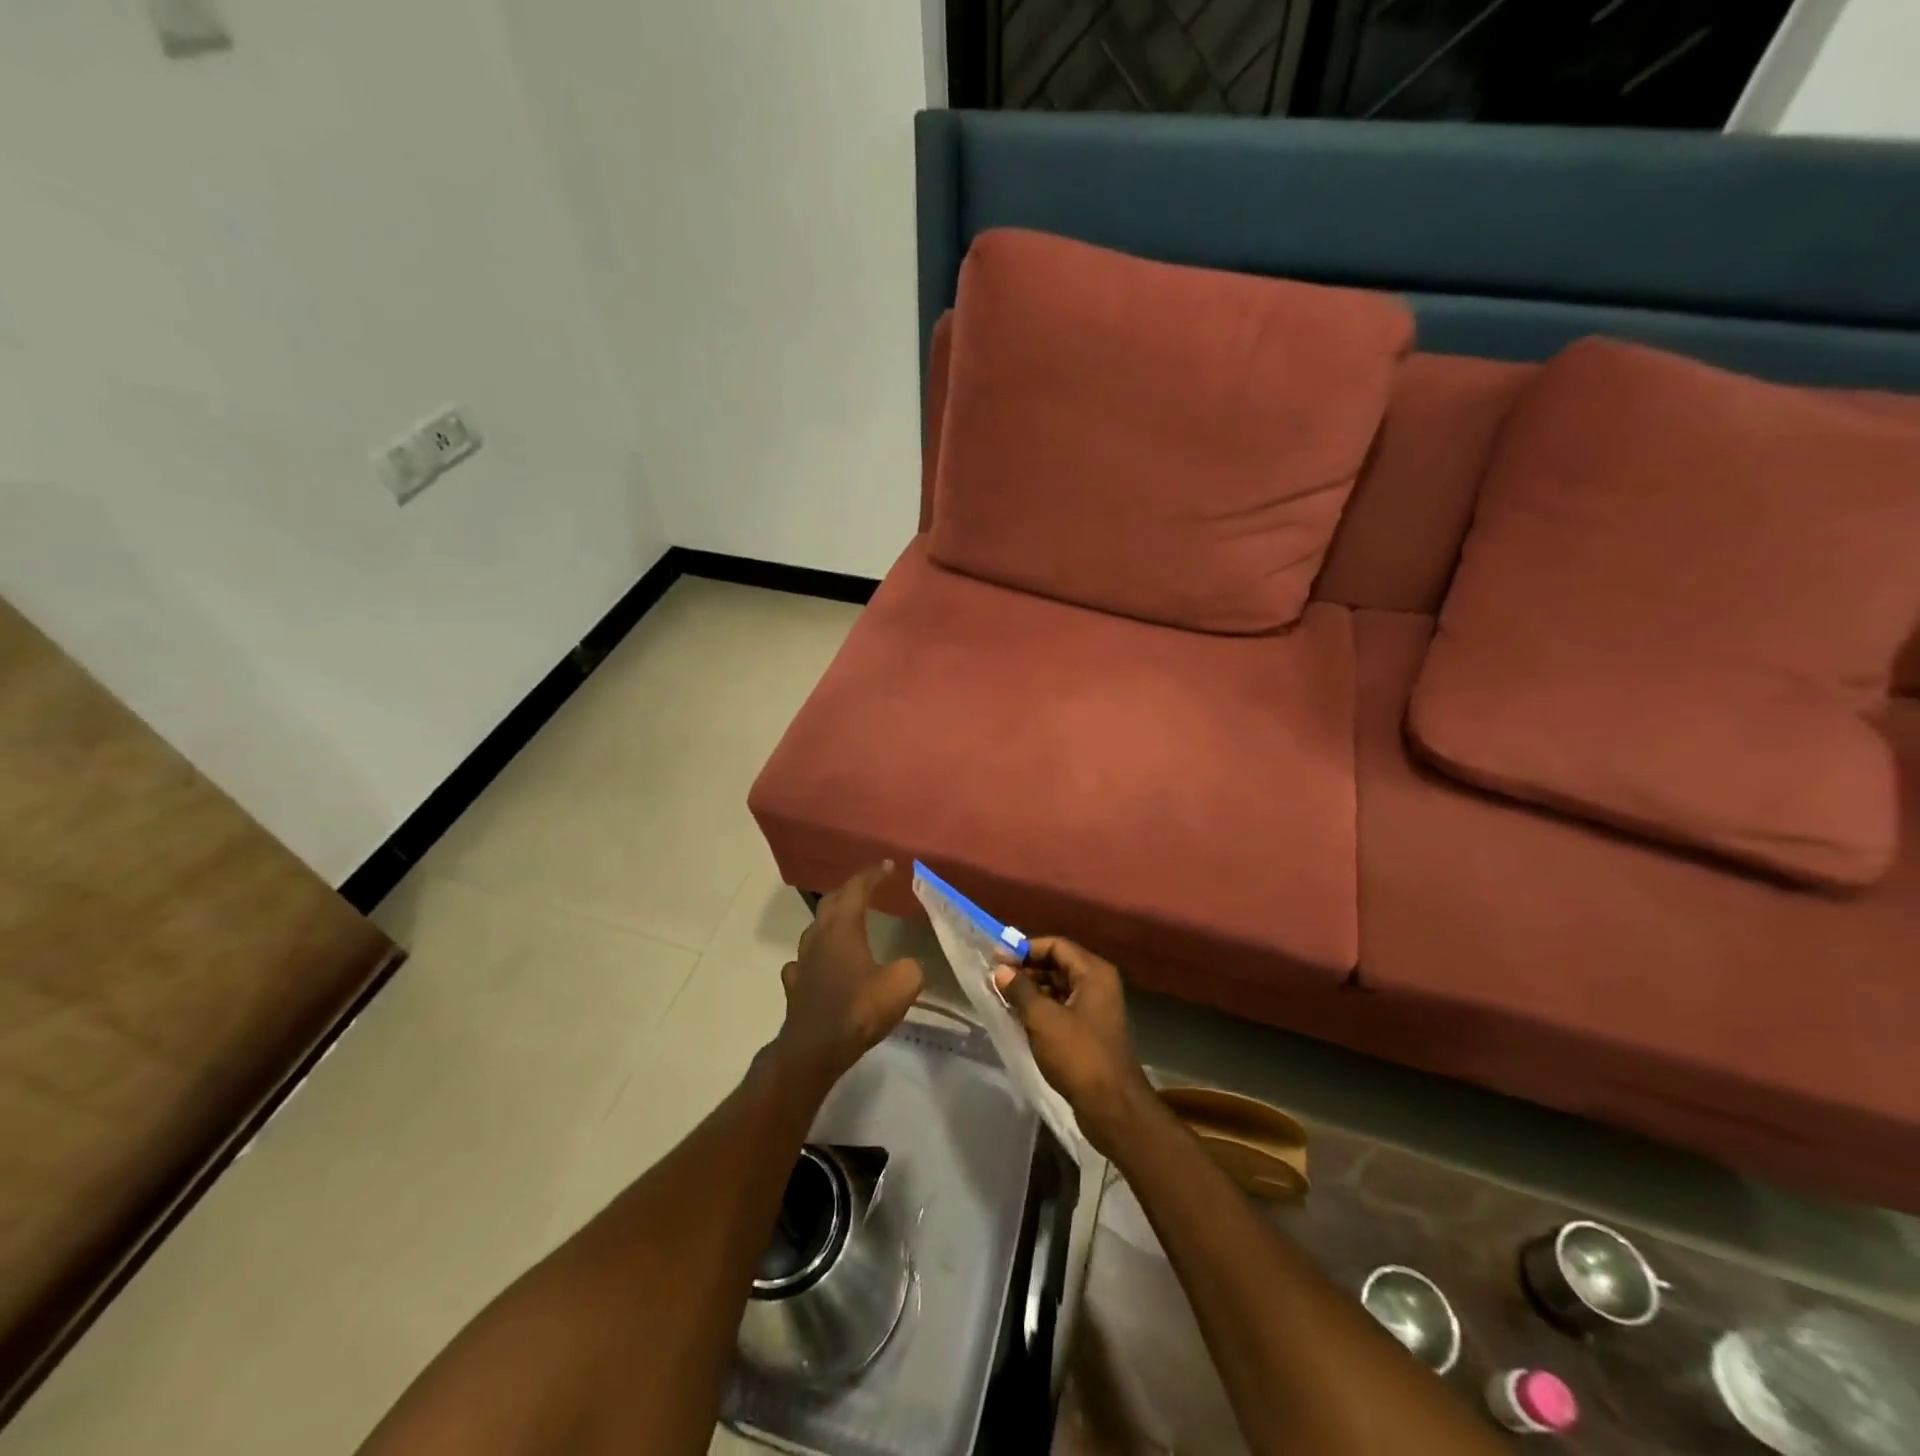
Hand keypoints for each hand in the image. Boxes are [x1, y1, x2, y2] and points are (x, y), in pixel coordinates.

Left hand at [774, 862, 922, 1088]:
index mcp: (843, 927)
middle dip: (850, 891)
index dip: (872, 874)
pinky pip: (805, 961)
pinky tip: (822, 964)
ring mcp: (802, 961)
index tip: (888, 865)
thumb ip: (909, 968)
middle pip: (831, 902)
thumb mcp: (901, 984)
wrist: (814, 1050)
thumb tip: (907, 966)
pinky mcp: (795, 986)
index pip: (856, 889)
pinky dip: (817, 955)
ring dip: (832, 920)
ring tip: (847, 922)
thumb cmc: (858, 1009)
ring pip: (816, 929)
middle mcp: (819, 936)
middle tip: (869, 888)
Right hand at [993, 937, 1154, 1157]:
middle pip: (1058, 964)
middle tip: (997, 978)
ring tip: (1003, 997)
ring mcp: (1096, 1009)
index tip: (997, 959)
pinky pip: (1062, 1008)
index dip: (1026, 949)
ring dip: (1032, 990)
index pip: (1056, 945)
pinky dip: (1041, 1008)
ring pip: (1059, 987)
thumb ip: (1020, 989)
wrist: (1112, 1106)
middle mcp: (1098, 985)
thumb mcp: (1042, 1018)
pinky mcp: (1090, 1032)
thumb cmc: (1078, 1055)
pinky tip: (1019, 1018)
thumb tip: (1002, 970)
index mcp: (1093, 973)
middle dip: (1027, 969)